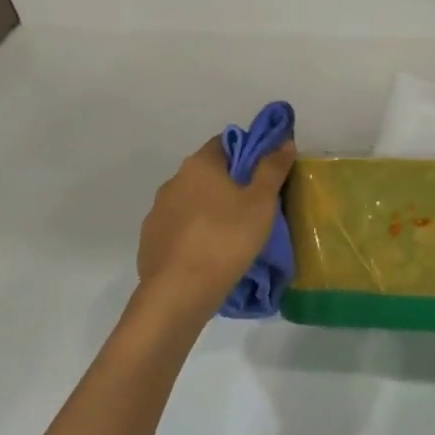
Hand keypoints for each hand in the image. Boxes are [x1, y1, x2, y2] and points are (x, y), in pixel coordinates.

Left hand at [133, 137, 296, 327]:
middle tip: (255, 206)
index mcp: (199, 165)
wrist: (178, 293)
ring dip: (210, 210)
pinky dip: (194, 234)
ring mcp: (157, 212)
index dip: (248, 152)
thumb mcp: (261, 203)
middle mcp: (174, 181)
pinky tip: (209, 254)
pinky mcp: (150, 241)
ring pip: (192, 202)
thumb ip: (273, 169)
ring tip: (234, 234)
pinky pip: (179, 228)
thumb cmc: (226, 239)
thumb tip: (284, 141)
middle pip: (208, 173)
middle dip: (230, 184)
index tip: (265, 173)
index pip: (225, 143)